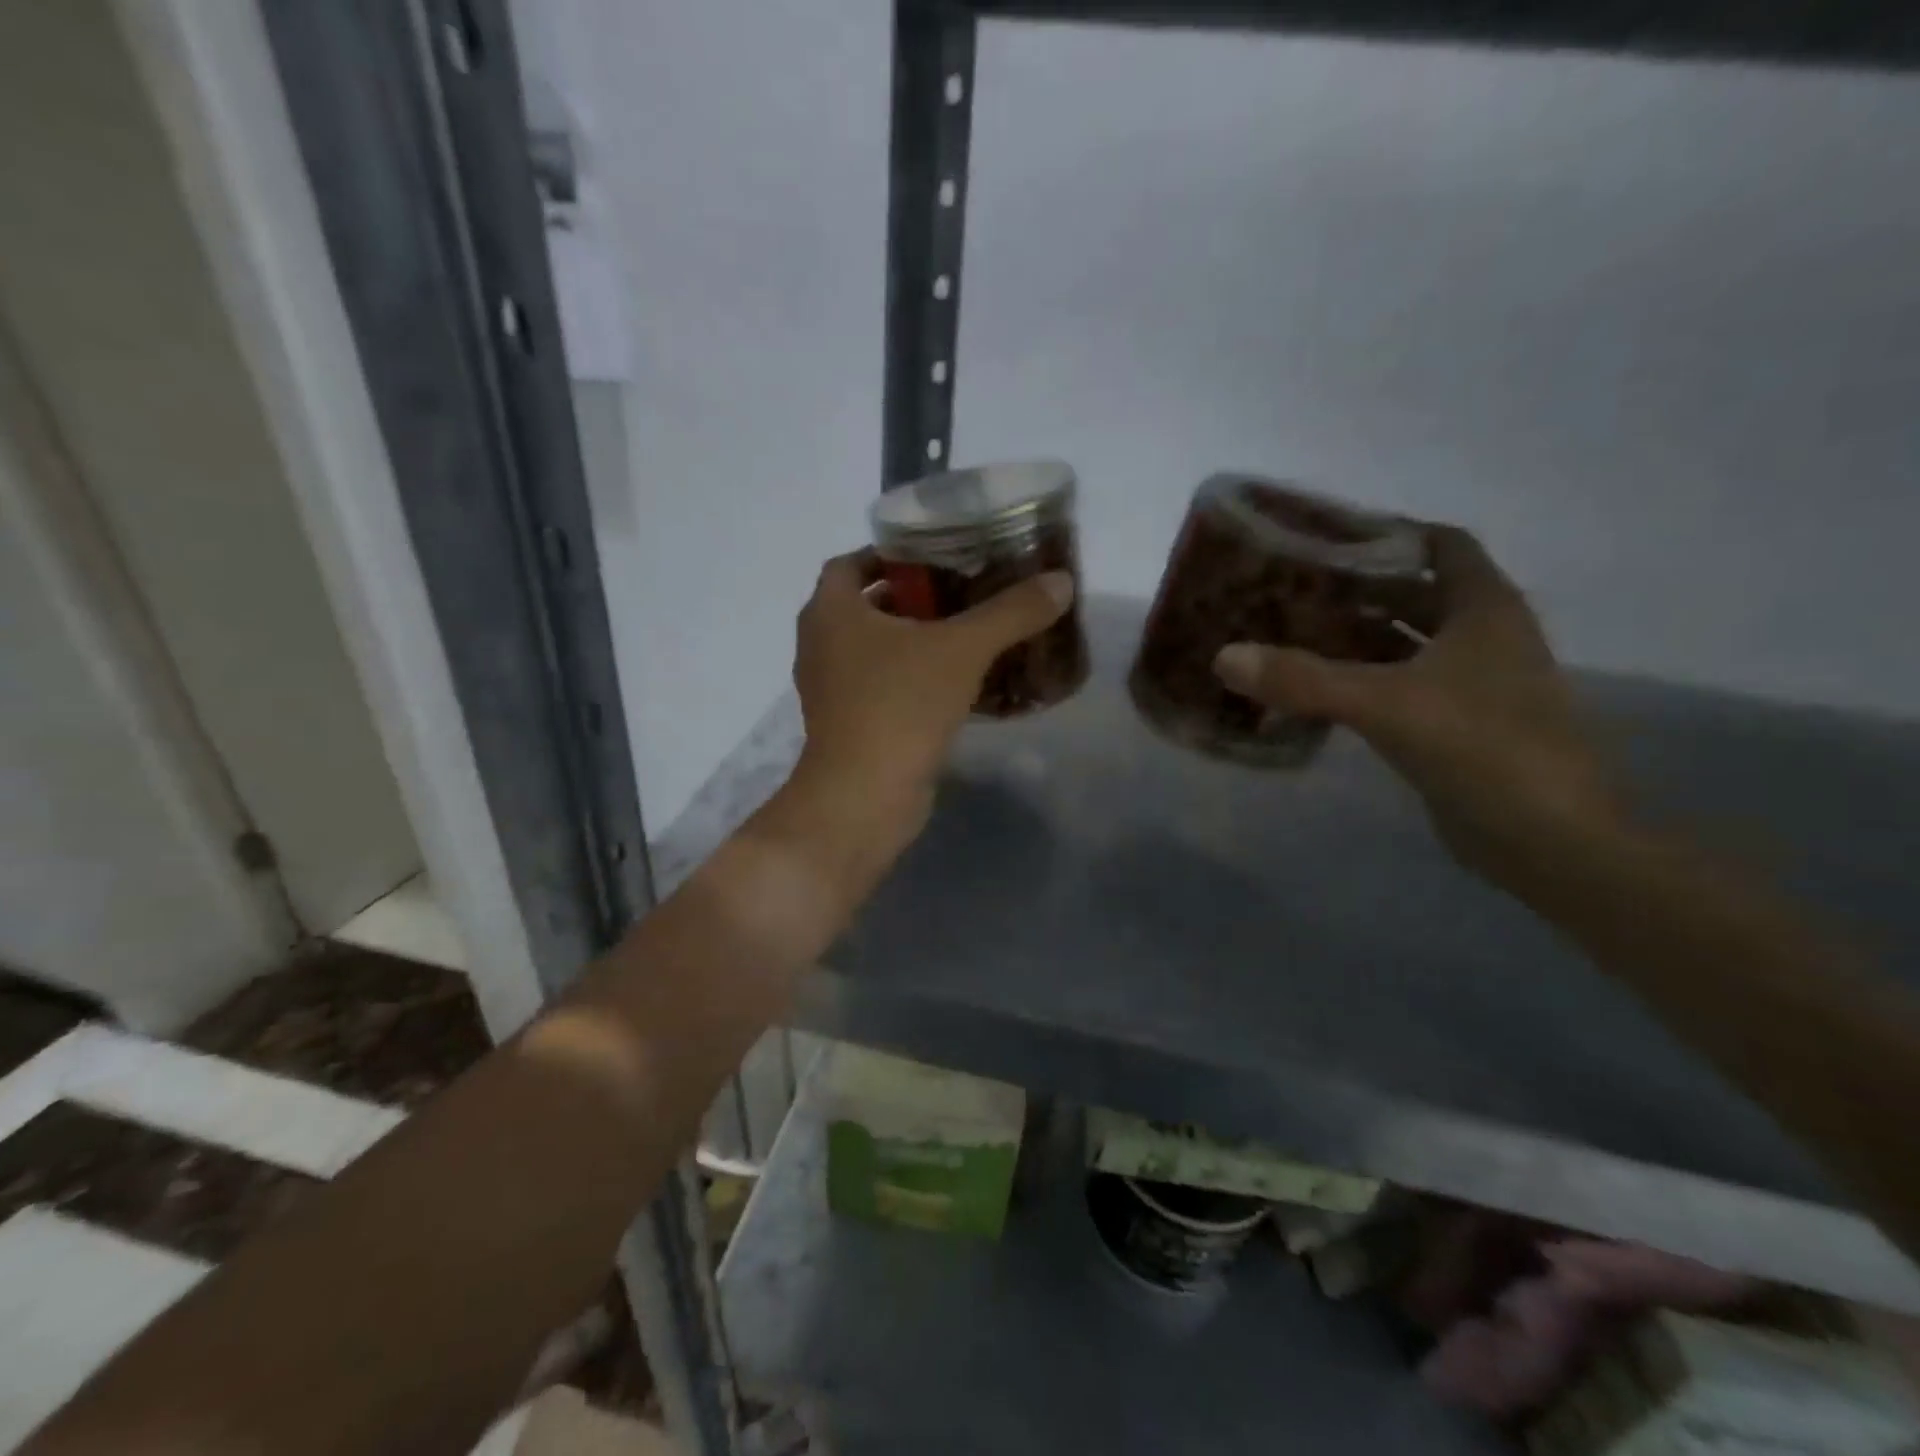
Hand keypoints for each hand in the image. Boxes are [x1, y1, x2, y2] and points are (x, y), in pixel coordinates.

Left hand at [788, 549, 1073, 852]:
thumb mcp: (963, 650)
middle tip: (962, 592)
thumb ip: (1011, 612)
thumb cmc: (900, 706)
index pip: (851, 563)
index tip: (934, 557)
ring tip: (965, 635)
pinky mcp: (848, 725)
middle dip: (910, 598)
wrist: (864, 796)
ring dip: (912, 640)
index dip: (889, 554)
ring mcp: (830, 689)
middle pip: (864, 606)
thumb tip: (1061, 580)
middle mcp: (820, 644)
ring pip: (873, 649)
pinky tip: (955, 684)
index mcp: (830, 612)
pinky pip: (879, 686)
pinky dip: (910, 678)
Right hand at [1212, 527, 1623, 890]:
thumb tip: (1224, 656)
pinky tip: (1310, 690)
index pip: (1440, 545)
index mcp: (1483, 609)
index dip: (1388, 533)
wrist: (1549, 840)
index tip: (1325, 535)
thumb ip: (1304, 679)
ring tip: (1285, 631)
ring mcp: (1470, 685)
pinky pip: (1396, 687)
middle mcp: (1480, 637)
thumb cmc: (1484, 748)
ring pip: (1402, 644)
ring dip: (1351, 638)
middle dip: (1355, 588)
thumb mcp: (1386, 704)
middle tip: (1286, 586)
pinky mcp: (1452, 726)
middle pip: (1413, 593)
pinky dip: (1357, 682)